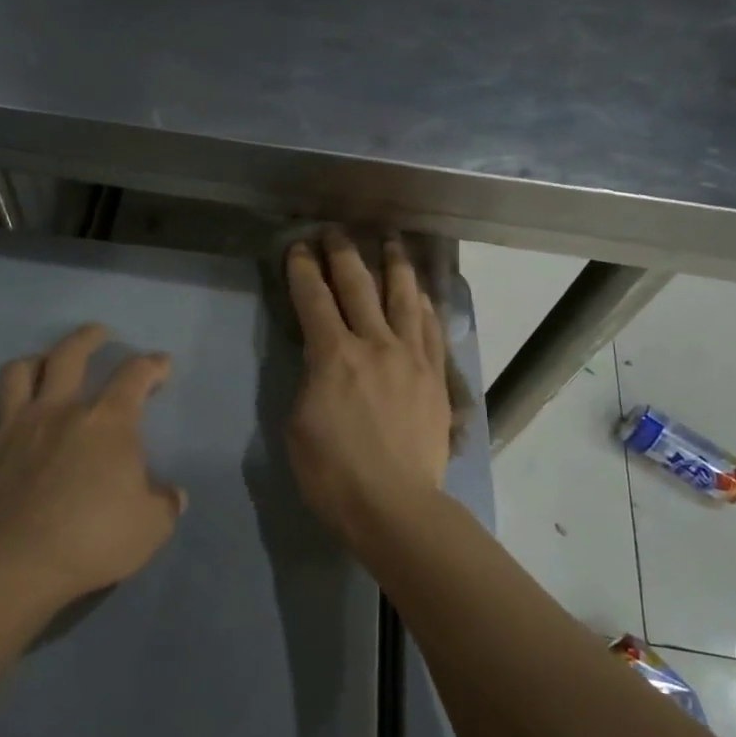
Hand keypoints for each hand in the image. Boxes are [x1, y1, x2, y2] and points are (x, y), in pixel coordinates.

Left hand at [0, 324, 185, 606]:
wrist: (17, 564)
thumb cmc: (93, 539)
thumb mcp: (151, 527)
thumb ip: (165, 503)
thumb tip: (173, 494)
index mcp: (106, 422)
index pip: (134, 376)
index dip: (152, 364)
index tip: (161, 363)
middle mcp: (58, 410)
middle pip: (68, 354)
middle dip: (87, 337)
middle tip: (98, 333)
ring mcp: (12, 428)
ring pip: (15, 374)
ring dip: (30, 364)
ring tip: (39, 366)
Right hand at [285, 232, 452, 541]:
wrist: (394, 506)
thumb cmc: (333, 473)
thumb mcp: (299, 423)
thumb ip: (310, 379)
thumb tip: (322, 359)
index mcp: (334, 355)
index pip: (314, 299)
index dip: (303, 269)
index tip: (299, 247)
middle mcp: (375, 344)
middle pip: (359, 286)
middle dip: (343, 253)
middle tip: (336, 231)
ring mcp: (411, 358)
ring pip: (404, 298)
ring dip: (394, 265)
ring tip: (392, 241)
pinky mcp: (436, 377)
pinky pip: (432, 330)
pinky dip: (425, 306)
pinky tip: (423, 294)